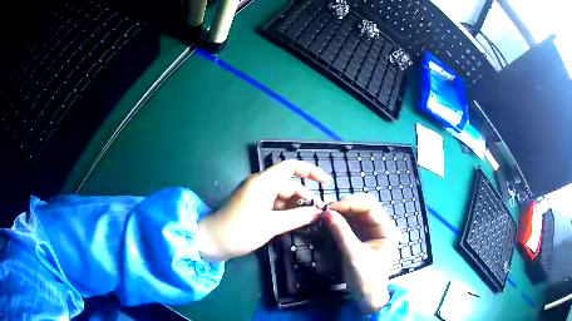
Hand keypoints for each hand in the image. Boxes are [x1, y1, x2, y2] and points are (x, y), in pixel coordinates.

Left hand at [197, 160, 330, 260]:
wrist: (212, 242)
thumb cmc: (239, 231)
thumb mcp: (270, 225)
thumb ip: (297, 217)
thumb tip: (319, 212)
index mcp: (262, 182)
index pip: (290, 167)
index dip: (310, 171)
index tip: (326, 182)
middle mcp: (261, 185)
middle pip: (289, 184)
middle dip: (306, 196)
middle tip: (320, 213)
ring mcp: (258, 196)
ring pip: (284, 196)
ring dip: (297, 205)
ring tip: (311, 219)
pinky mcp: (256, 206)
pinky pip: (276, 205)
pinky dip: (287, 211)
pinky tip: (298, 221)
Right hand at [324, 194, 399, 313]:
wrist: (366, 297)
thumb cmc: (366, 278)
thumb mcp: (353, 255)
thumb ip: (341, 233)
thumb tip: (326, 213)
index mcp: (387, 230)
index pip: (370, 208)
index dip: (351, 204)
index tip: (331, 208)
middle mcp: (381, 227)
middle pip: (365, 207)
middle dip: (347, 206)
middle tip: (328, 210)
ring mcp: (372, 232)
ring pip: (357, 214)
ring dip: (342, 212)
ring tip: (327, 214)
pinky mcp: (362, 237)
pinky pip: (352, 223)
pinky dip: (342, 220)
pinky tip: (331, 221)